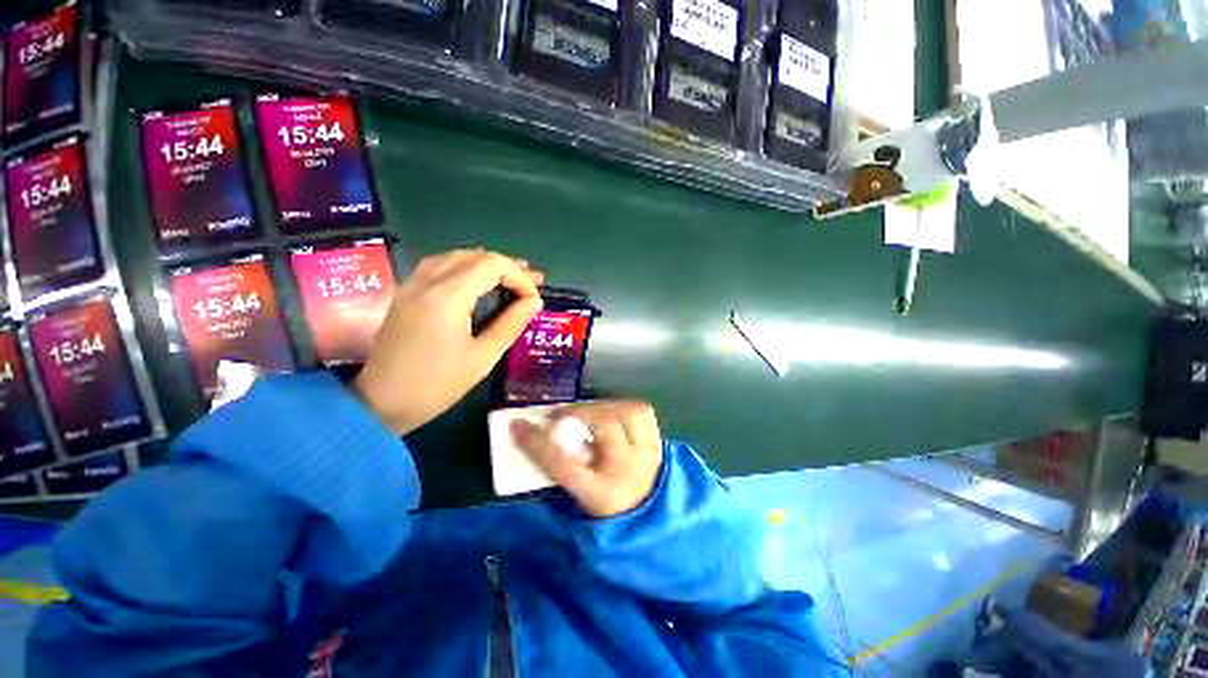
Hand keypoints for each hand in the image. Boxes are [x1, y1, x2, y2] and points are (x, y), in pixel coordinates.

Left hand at [353, 249, 543, 434]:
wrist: (381, 403)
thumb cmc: (438, 384)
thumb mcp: (483, 357)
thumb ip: (511, 324)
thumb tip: (535, 301)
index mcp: (447, 296)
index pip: (492, 265)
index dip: (519, 276)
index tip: (534, 299)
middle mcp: (427, 281)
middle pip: (475, 256)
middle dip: (507, 267)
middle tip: (533, 281)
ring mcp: (413, 285)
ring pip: (455, 257)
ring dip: (486, 263)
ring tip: (510, 277)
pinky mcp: (406, 294)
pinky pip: (438, 265)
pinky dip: (465, 266)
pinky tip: (475, 279)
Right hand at [512, 401, 662, 517]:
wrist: (651, 525)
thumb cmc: (609, 517)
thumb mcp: (578, 504)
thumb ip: (561, 474)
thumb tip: (541, 439)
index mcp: (601, 495)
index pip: (564, 465)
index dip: (538, 443)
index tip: (517, 425)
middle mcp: (628, 470)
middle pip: (606, 426)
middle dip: (579, 412)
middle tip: (561, 416)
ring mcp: (649, 454)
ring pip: (631, 412)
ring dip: (605, 406)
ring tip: (589, 412)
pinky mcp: (658, 443)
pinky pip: (643, 413)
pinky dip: (625, 407)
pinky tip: (613, 414)